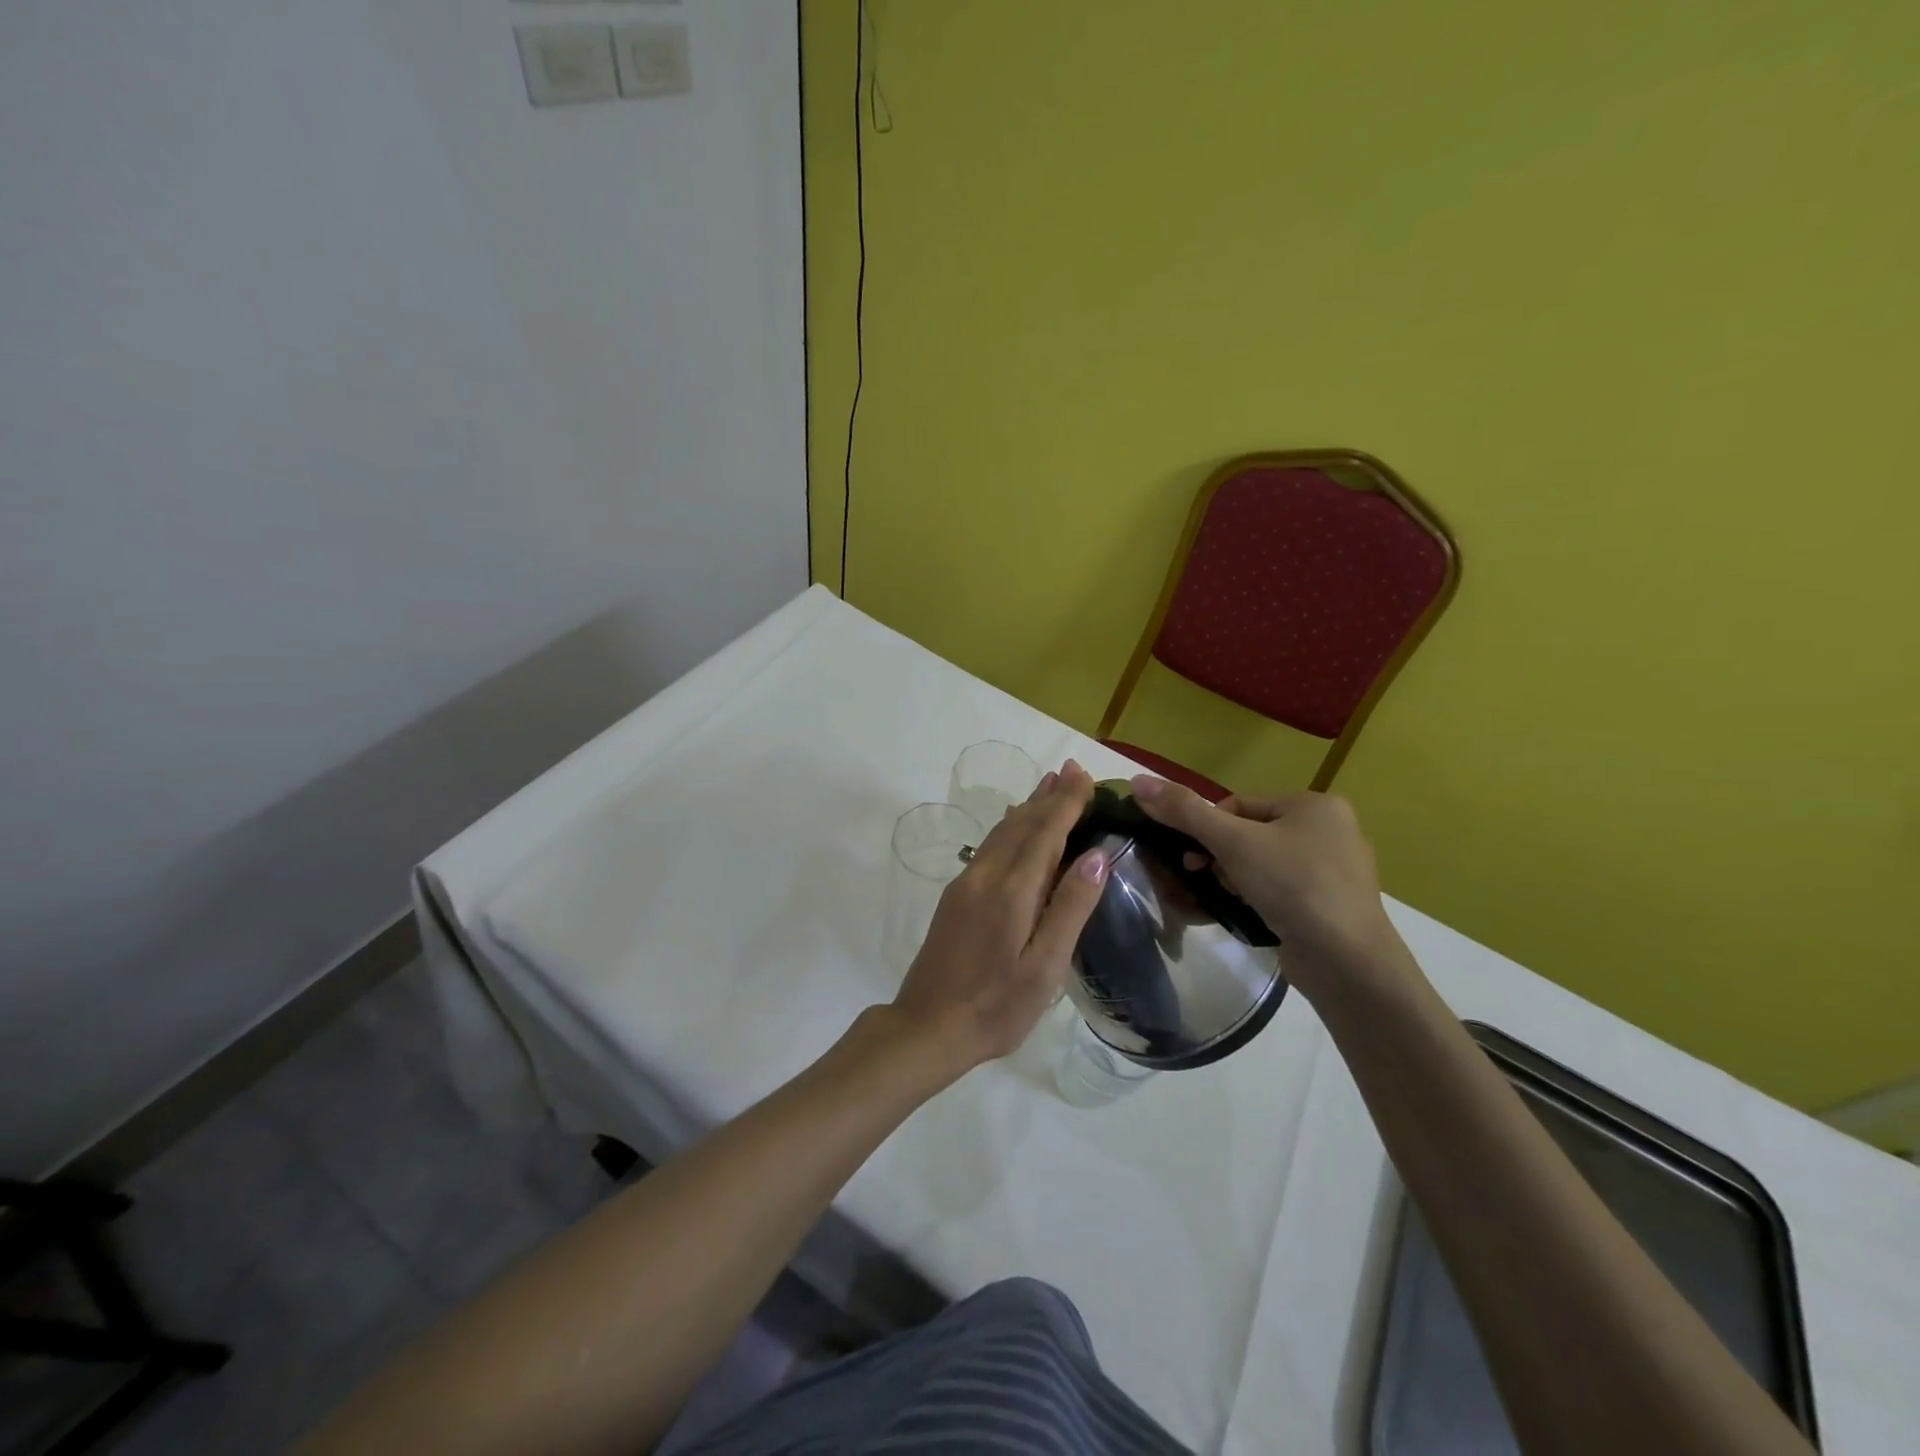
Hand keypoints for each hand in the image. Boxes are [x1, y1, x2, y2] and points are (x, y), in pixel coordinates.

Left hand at [890, 761, 1108, 1073]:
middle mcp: (986, 876)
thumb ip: (1070, 907)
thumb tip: (1097, 854)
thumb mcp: (1045, 966)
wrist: (927, 1026)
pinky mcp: (954, 897)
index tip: (1084, 776)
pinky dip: (1009, 828)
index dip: (1066, 803)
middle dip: (1048, 796)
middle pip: (1022, 824)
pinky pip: (988, 847)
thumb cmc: (997, 1006)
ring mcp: (965, 885)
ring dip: (1027, 808)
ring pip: (1001, 833)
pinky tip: (1014, 828)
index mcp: (1012, 890)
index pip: (1045, 832)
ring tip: (1047, 787)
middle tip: (1071, 771)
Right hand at [1128, 776, 1407, 1001]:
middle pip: (1249, 834)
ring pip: (1262, 864)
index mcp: (1315, 805)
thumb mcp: (1233, 842)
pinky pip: (1280, 890)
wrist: (1346, 962)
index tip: (1193, 857)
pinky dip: (1256, 898)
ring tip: (1224, 899)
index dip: (1208, 828)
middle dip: (1219, 857)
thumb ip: (1184, 811)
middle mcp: (1331, 831)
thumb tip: (1138, 780)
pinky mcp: (1330, 906)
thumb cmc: (1292, 886)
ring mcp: (1334, 871)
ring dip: (1233, 879)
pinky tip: (1244, 914)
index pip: (1239, 805)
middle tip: (1203, 878)